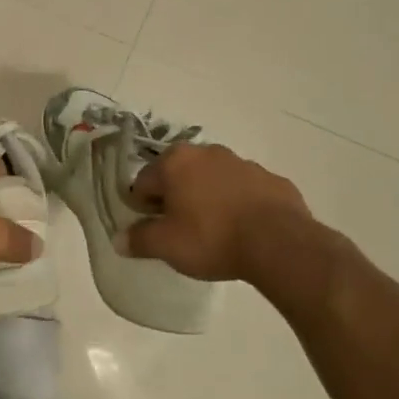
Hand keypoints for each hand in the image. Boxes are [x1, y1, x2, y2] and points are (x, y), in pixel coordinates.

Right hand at [123, 143, 316, 283]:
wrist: (280, 243)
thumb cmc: (211, 238)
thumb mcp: (166, 246)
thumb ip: (139, 240)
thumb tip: (119, 239)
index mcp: (175, 162)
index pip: (144, 182)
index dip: (143, 207)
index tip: (152, 230)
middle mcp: (207, 153)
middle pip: (179, 176)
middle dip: (176, 198)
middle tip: (181, 230)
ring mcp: (243, 163)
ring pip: (213, 180)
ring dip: (208, 198)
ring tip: (215, 232)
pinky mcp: (272, 180)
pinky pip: (245, 191)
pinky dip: (239, 205)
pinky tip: (244, 230)